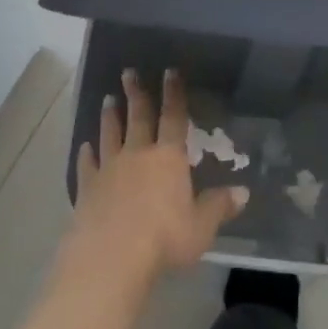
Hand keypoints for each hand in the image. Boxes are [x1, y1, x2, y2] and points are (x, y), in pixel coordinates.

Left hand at [62, 68, 248, 288]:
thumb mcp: (201, 226)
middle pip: (137, 117)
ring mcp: (109, 169)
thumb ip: (219, 206)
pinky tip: (84, 146)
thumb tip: (243, 192)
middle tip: (128, 73)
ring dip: (110, 116)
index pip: (173, 117)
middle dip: (135, 93)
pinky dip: (86, 154)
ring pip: (110, 134)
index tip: (169, 72)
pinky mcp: (87, 188)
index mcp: (168, 158)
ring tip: (108, 99)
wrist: (111, 256)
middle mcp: (138, 154)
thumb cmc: (164, 239)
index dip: (173, 94)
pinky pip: (87, 165)